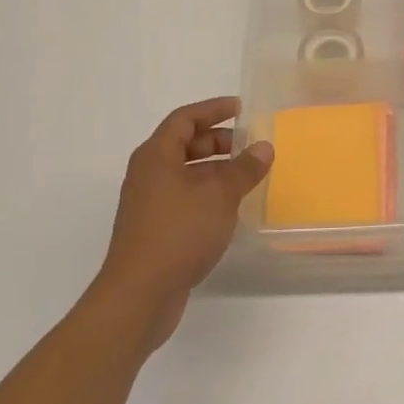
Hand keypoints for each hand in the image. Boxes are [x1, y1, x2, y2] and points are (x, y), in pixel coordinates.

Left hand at [98, 96, 272, 350]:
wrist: (139, 295)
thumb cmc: (178, 234)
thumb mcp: (219, 196)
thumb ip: (244, 169)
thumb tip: (264, 147)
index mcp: (156, 157)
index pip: (184, 119)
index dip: (212, 110)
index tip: (241, 108)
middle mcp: (148, 174)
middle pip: (184, 145)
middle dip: (218, 140)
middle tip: (250, 145)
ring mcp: (150, 204)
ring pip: (186, 173)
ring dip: (216, 170)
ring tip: (248, 176)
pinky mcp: (156, 229)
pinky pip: (185, 198)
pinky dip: (209, 194)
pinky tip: (231, 207)